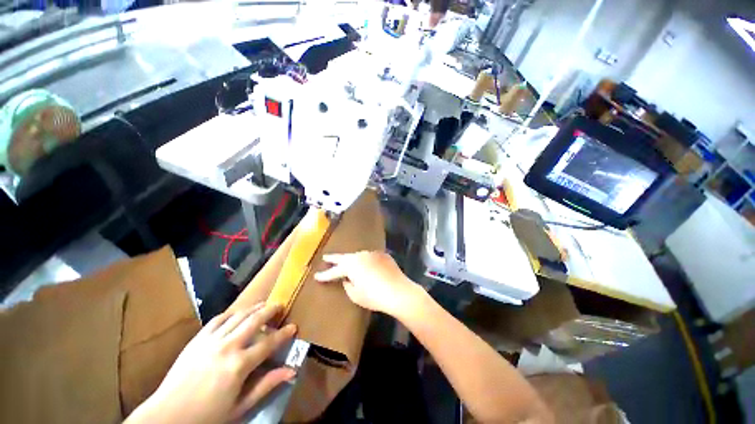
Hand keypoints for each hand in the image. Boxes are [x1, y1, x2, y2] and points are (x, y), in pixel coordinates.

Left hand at [125, 304, 296, 423]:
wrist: (167, 416)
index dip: (284, 334)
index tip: (294, 327)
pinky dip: (232, 313)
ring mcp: (211, 340)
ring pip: (238, 315)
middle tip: (280, 305)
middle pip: (255, 320)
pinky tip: (238, 312)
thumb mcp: (240, 406)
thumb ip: (266, 385)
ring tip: (264, 304)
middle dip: (270, 310)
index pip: (269, 343)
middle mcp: (228, 346)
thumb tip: (292, 371)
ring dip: (254, 307)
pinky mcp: (198, 339)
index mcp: (239, 365)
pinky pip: (218, 319)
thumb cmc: (207, 416)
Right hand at [314, 251, 419, 316]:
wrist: (399, 291)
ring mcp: (373, 254)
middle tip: (326, 258)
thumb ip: (348, 285)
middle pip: (344, 257)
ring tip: (347, 262)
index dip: (325, 275)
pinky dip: (366, 261)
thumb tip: (347, 279)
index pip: (334, 271)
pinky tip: (367, 265)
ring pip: (358, 255)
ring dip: (352, 259)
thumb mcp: (356, 295)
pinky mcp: (383, 255)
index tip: (316, 276)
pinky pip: (370, 257)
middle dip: (334, 258)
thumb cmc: (374, 296)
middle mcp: (360, 256)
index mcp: (351, 265)